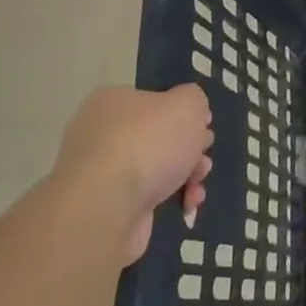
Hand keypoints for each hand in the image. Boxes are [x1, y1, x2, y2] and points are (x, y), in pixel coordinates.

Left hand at [55, 85, 211, 263]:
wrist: (106, 206)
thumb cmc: (149, 143)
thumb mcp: (187, 104)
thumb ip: (194, 99)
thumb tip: (190, 110)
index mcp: (113, 101)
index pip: (155, 100)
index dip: (184, 113)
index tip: (204, 127)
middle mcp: (101, 133)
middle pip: (159, 136)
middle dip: (189, 148)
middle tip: (203, 158)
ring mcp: (101, 171)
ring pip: (156, 167)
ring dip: (185, 175)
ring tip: (197, 186)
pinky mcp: (106, 204)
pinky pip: (147, 195)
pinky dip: (170, 198)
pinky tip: (187, 204)